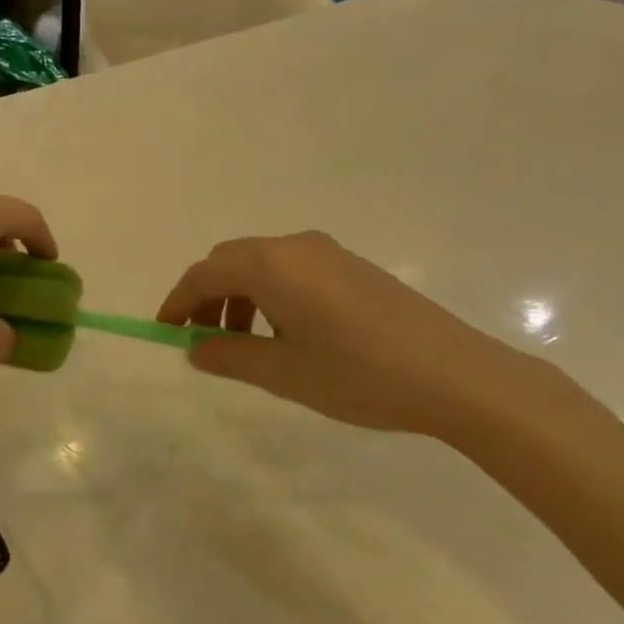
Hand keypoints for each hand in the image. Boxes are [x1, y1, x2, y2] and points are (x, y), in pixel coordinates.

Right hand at [157, 232, 550, 440]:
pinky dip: (270, 293)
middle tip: (203, 340)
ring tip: (246, 344)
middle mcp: (293, 247)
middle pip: (229, 261)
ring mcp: (326, 253)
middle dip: (207, 297)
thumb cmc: (359, 375)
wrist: (459, 376)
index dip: (178, 302)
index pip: (204, 274)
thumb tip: (194, 348)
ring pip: (260, 264)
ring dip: (239, 296)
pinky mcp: (352, 265)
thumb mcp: (283, 373)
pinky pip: (290, 269)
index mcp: (270, 266)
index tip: (164, 331)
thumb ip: (228, 356)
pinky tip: (287, 333)